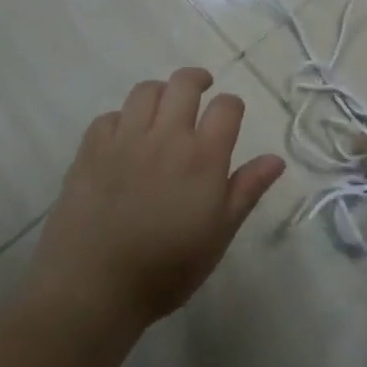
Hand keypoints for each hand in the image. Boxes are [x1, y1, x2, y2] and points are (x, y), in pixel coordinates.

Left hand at [30, 68, 286, 330]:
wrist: (93, 286)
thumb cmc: (166, 268)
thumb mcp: (218, 235)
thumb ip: (246, 191)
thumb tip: (276, 159)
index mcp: (203, 157)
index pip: (226, 107)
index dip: (232, 106)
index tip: (230, 117)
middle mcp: (166, 136)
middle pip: (184, 84)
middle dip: (197, 80)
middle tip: (201, 91)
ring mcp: (124, 139)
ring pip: (145, 91)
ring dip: (160, 93)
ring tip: (163, 110)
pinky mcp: (91, 149)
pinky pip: (110, 116)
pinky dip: (122, 119)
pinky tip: (125, 139)